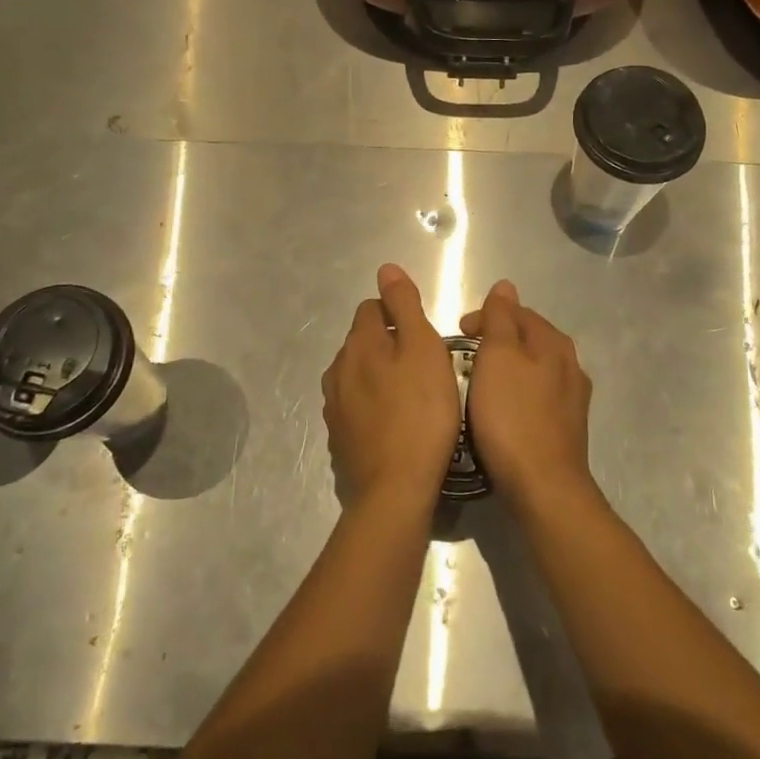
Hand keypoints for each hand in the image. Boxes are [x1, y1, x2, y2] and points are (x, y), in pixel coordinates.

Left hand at [321, 264, 461, 508]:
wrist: (395, 490)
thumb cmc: (421, 413)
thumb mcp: (423, 349)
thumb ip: (405, 305)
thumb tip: (386, 268)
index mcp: (359, 343)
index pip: (372, 308)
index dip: (399, 315)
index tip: (424, 337)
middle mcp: (338, 369)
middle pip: (363, 341)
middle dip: (389, 344)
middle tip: (425, 367)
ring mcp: (334, 406)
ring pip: (358, 374)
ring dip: (380, 375)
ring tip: (412, 396)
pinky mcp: (339, 437)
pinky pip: (356, 406)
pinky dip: (373, 405)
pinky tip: (395, 423)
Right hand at [459, 280, 593, 510]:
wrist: (544, 487)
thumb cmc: (512, 417)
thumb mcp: (497, 357)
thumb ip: (501, 318)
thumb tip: (505, 286)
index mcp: (553, 342)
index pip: (517, 311)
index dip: (486, 315)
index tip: (458, 332)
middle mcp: (570, 364)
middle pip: (528, 338)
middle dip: (497, 340)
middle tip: (464, 357)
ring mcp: (572, 398)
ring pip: (534, 369)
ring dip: (508, 368)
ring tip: (480, 384)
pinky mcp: (567, 428)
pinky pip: (537, 397)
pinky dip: (517, 395)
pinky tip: (503, 411)